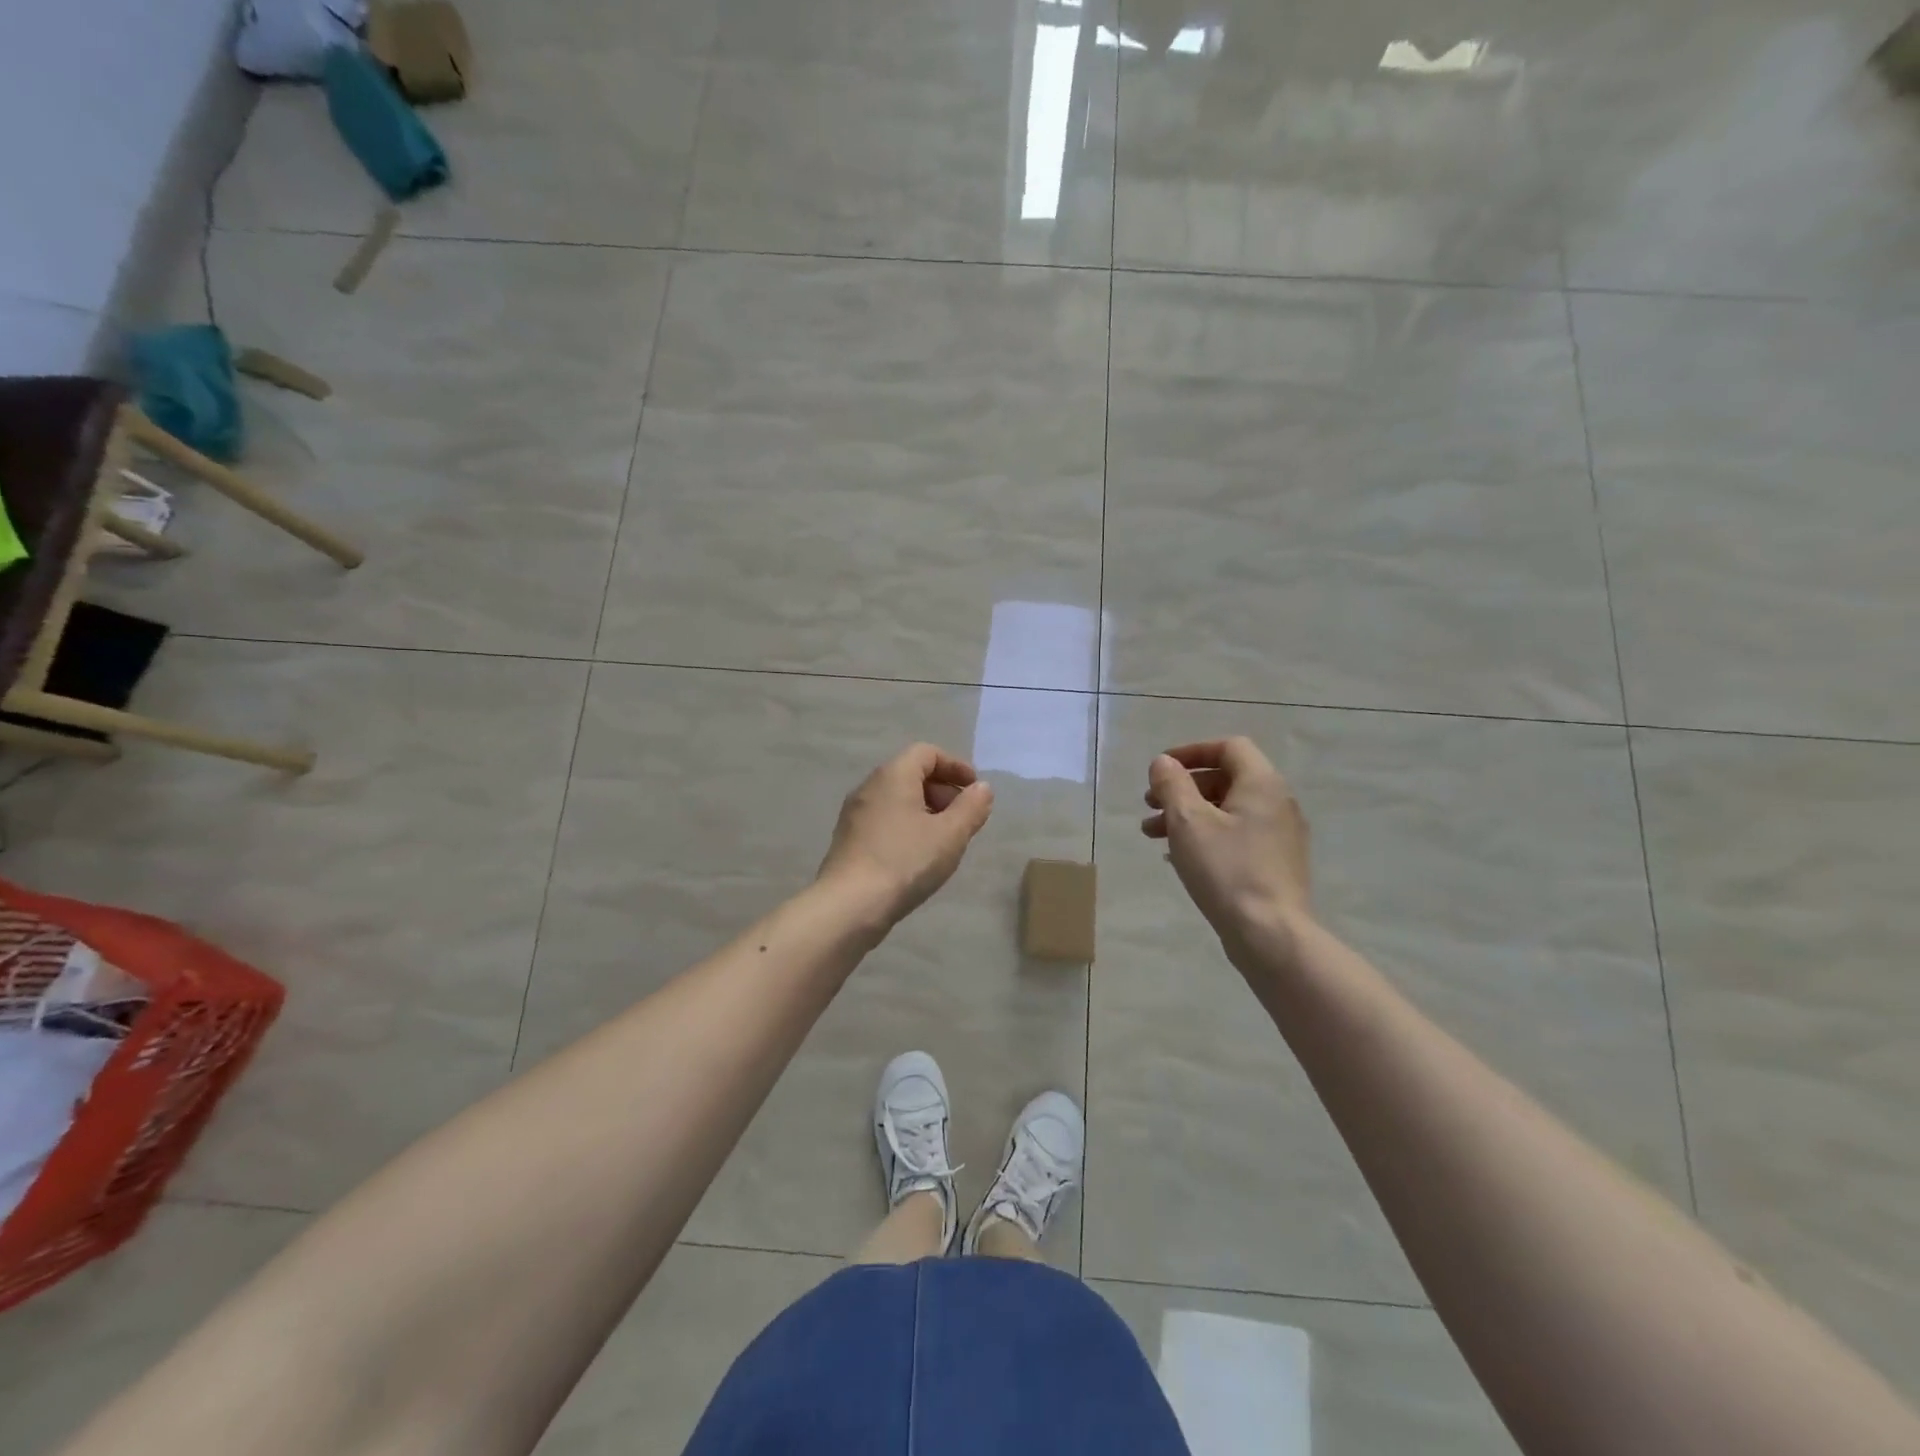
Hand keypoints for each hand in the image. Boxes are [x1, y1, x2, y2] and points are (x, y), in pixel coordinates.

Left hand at [817, 744, 994, 925]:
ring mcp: (855, 814)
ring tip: (945, 840)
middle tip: (964, 818)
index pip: (926, 752)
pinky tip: (919, 856)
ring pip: (897, 799)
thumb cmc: (905, 861)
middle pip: (911, 774)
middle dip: (943, 790)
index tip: (975, 789)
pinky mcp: (848, 839)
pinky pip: (885, 820)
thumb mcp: (950, 835)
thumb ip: (971, 808)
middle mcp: (869, 787)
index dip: (955, 766)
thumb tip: (982, 788)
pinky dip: (907, 826)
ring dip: (926, 811)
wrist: (850, 905)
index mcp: (893, 775)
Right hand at [1142, 737, 1313, 967]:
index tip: (1161, 769)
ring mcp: (1280, 836)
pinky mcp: (1275, 864)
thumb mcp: (1188, 821)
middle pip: (1226, 779)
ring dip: (1188, 814)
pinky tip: (1179, 857)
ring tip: (1153, 834)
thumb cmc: (1226, 870)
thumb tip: (1163, 763)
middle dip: (1183, 788)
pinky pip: (1236, 836)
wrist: (1271, 935)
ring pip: (1227, 811)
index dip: (1192, 751)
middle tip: (1150, 804)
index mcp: (1262, 784)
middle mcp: (1277, 803)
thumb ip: (1172, 784)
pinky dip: (1206, 836)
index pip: (1229, 747)